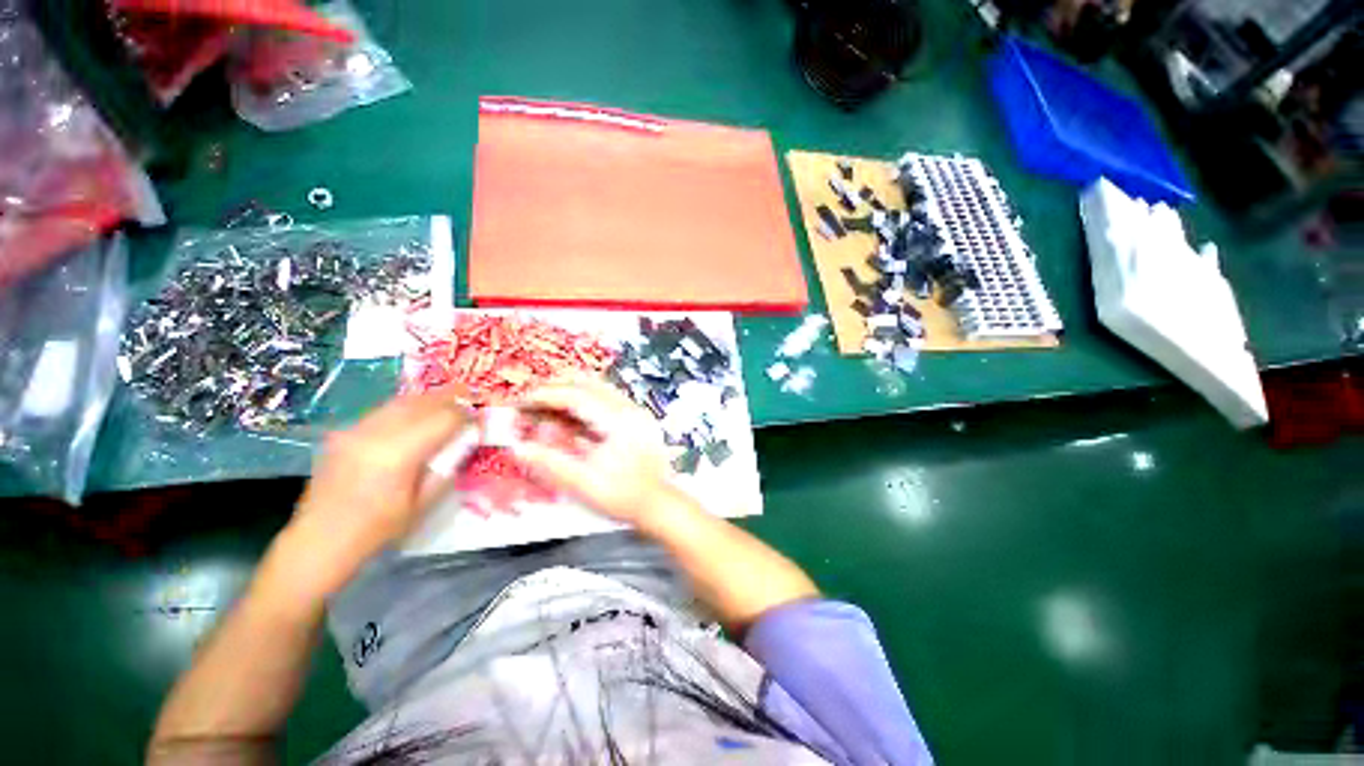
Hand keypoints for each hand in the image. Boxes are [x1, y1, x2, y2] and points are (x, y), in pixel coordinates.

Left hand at [275, 390, 470, 597]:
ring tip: (446, 401)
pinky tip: (414, 416)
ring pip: (401, 401)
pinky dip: (405, 408)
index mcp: (399, 454)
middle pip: (422, 402)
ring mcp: (355, 430)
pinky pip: (382, 411)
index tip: (479, 417)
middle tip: (470, 396)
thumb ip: (446, 468)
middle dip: (450, 397)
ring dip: (428, 399)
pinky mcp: (343, 433)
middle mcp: (376, 433)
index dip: (466, 414)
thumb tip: (463, 443)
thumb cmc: (377, 529)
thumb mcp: (424, 503)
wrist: (318, 540)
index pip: (443, 418)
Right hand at [512, 379, 676, 526]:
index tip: (523, 401)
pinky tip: (572, 417)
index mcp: (619, 421)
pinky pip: (608, 400)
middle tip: (533, 399)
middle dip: (559, 388)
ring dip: (572, 393)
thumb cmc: (624, 497)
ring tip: (548, 405)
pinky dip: (587, 403)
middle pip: (590, 384)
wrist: (659, 505)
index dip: (547, 396)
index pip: (578, 396)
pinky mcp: (638, 420)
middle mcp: (630, 409)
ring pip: (600, 389)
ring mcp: (637, 412)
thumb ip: (550, 463)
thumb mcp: (584, 484)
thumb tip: (518, 448)